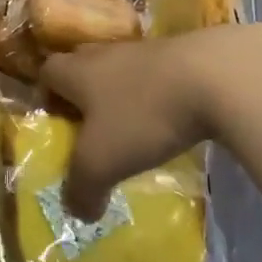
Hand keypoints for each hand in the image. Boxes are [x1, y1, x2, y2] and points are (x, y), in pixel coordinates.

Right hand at [41, 23, 261, 219]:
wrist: (215, 76)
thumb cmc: (144, 115)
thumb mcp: (102, 162)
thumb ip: (82, 189)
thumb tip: (76, 210)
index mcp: (79, 71)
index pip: (49, 72)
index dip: (46, 95)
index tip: (56, 123)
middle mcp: (107, 54)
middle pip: (83, 65)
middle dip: (82, 94)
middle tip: (89, 129)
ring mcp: (146, 51)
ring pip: (121, 70)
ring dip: (121, 95)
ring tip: (131, 130)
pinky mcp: (181, 56)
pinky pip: (156, 76)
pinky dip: (154, 96)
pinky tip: (167, 122)